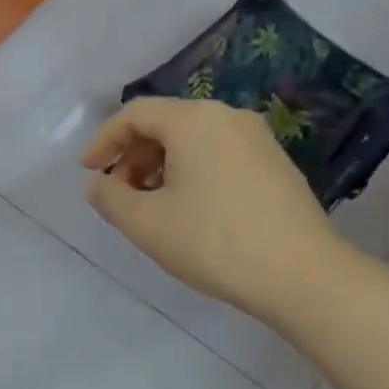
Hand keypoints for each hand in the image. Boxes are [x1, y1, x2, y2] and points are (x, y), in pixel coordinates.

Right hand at [81, 98, 345, 321]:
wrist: (300, 274)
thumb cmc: (212, 241)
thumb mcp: (145, 223)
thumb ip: (109, 198)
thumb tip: (96, 183)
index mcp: (194, 120)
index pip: (135, 114)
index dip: (104, 141)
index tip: (88, 173)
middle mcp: (228, 117)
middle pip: (166, 123)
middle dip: (133, 156)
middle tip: (118, 195)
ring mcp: (258, 140)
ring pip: (194, 141)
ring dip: (161, 167)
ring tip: (150, 207)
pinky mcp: (275, 165)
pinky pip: (219, 156)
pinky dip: (192, 173)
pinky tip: (189, 211)